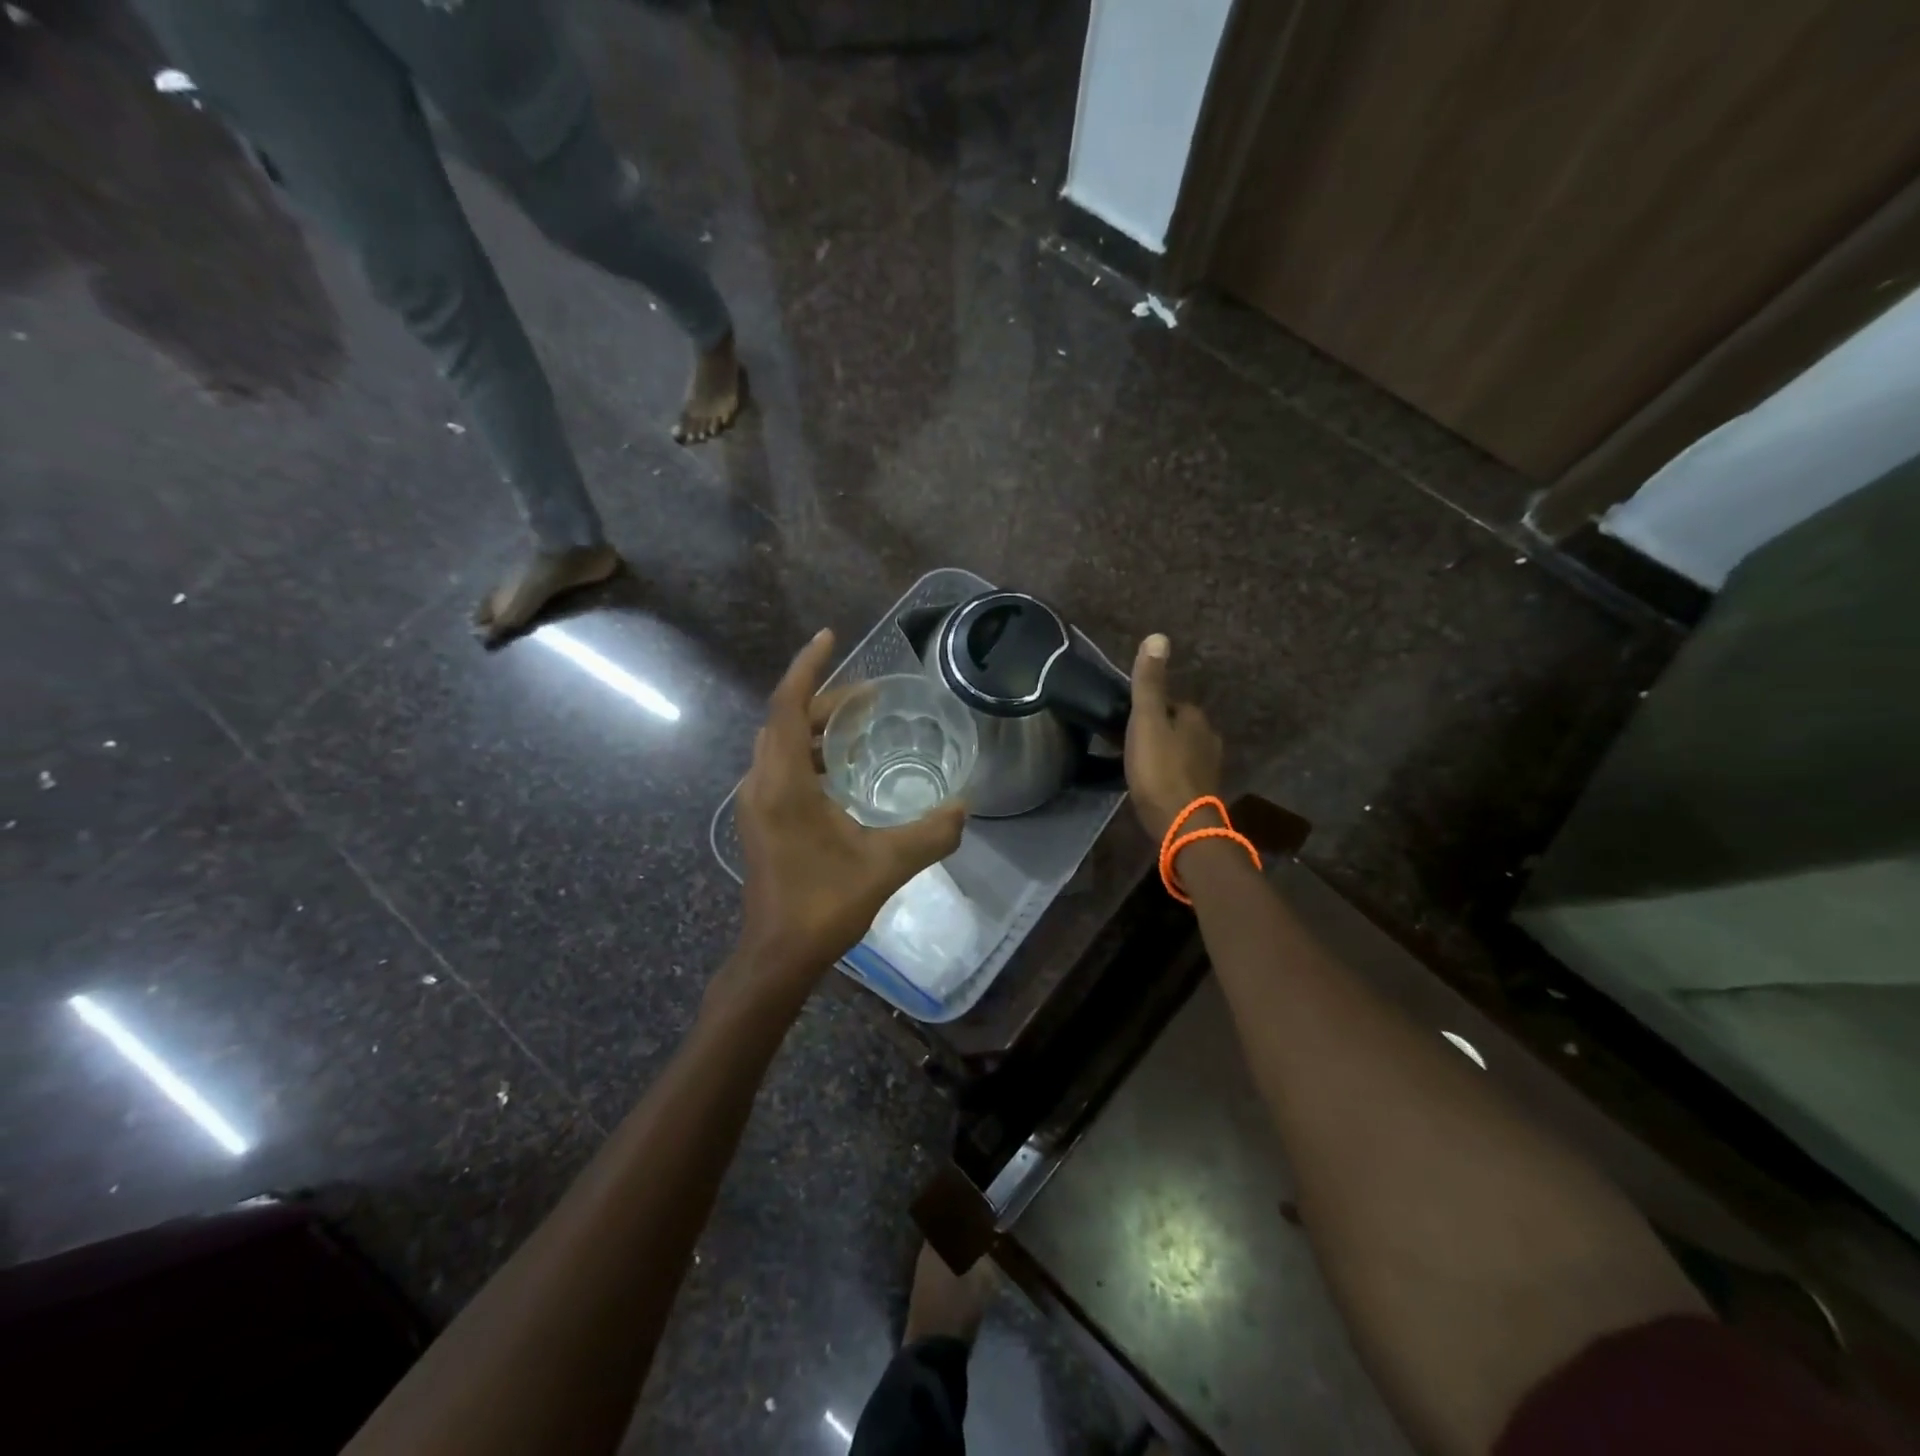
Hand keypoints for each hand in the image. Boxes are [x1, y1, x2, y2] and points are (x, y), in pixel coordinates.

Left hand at [725, 629, 966, 1009]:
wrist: (778, 956)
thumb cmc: (825, 905)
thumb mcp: (886, 865)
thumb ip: (931, 834)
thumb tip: (964, 807)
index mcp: (783, 784)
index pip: (788, 706)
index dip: (808, 667)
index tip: (830, 637)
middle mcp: (761, 784)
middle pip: (786, 721)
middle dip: (825, 699)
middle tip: (870, 696)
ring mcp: (756, 804)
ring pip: (781, 744)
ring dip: (815, 727)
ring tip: (859, 725)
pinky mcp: (761, 821)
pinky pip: (781, 767)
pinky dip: (808, 753)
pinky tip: (841, 770)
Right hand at [1124, 634, 1223, 840]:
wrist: (1181, 825)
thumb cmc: (1159, 770)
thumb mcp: (1146, 721)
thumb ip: (1149, 683)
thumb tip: (1158, 636)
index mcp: (1195, 718)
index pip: (1170, 703)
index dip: (1146, 709)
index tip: (1125, 720)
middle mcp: (1208, 738)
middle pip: (1176, 726)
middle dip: (1156, 731)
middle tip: (1126, 742)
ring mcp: (1208, 767)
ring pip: (1180, 750)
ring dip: (1162, 753)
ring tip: (1136, 763)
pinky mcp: (1202, 792)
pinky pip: (1181, 772)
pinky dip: (1167, 773)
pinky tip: (1152, 783)